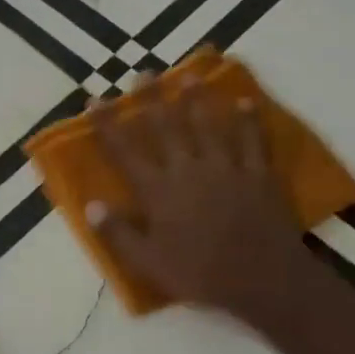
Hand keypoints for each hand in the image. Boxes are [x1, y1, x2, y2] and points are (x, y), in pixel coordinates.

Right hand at [85, 88, 312, 319]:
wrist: (264, 280)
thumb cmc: (200, 273)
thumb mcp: (148, 261)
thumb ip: (117, 233)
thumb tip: (90, 205)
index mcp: (157, 190)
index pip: (123, 150)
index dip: (107, 124)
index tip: (94, 100)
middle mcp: (187, 169)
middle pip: (165, 126)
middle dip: (151, 98)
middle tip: (143, 73)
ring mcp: (225, 168)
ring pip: (207, 125)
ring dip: (196, 99)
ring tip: (189, 75)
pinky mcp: (257, 175)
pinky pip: (252, 141)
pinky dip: (248, 120)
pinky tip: (245, 102)